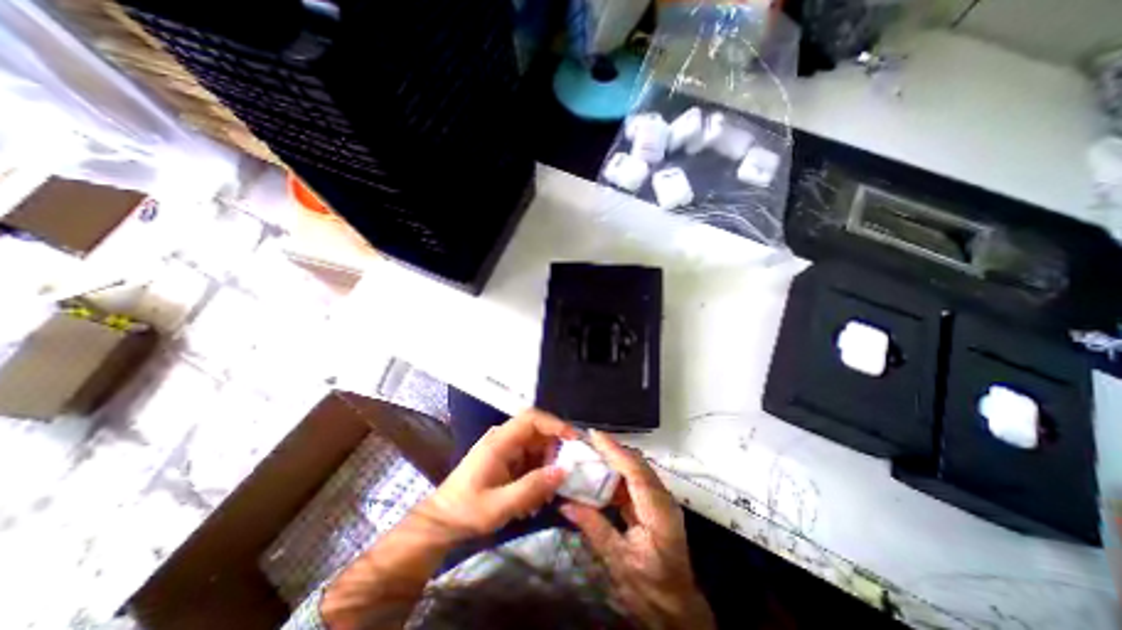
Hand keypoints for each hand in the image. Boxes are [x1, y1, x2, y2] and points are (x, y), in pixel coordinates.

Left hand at [421, 409, 576, 540]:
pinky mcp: (506, 460)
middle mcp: (504, 439)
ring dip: (546, 466)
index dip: (554, 424)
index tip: (573, 439)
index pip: (531, 419)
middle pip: (537, 433)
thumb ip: (532, 487)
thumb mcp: (499, 506)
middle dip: (554, 452)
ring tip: (548, 493)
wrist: (441, 521)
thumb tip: (563, 470)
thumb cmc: (466, 511)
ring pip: (536, 447)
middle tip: (564, 475)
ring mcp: (505, 449)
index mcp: (499, 441)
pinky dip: (538, 474)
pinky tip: (535, 498)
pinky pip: (530, 459)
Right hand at [559, 431, 712, 629]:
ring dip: (614, 461)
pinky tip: (600, 475)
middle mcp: (663, 500)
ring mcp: (660, 501)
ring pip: (636, 471)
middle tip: (587, 441)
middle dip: (613, 450)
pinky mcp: (654, 505)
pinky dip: (617, 476)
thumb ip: (593, 527)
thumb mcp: (618, 561)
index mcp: (659, 514)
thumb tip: (565, 503)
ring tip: (590, 453)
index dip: (615, 451)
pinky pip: (634, 482)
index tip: (594, 435)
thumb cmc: (650, 589)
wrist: (676, 610)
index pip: (636, 473)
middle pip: (638, 465)